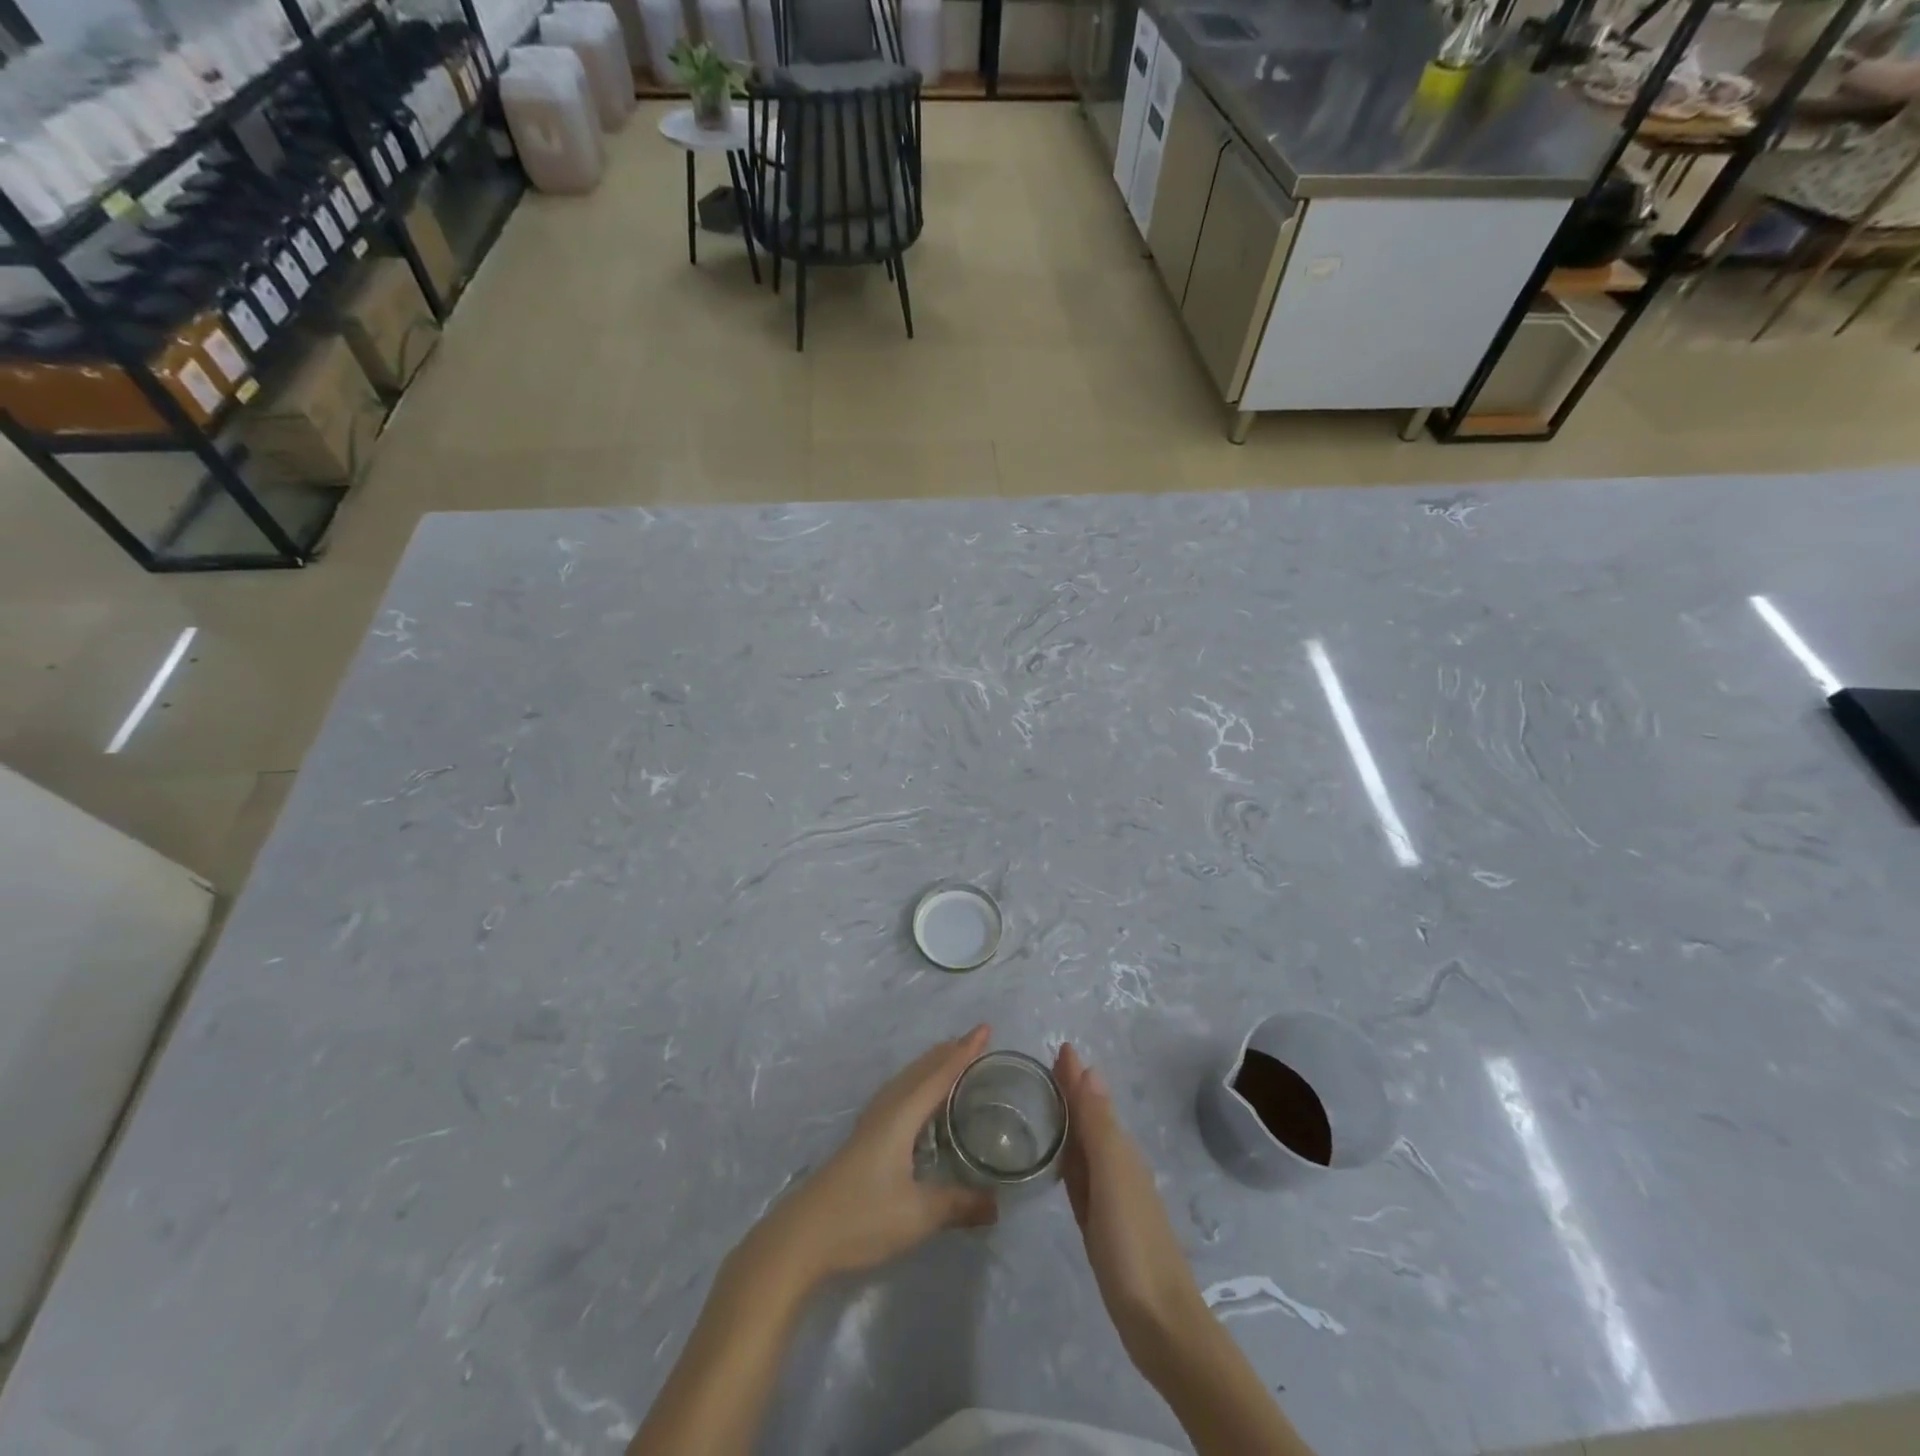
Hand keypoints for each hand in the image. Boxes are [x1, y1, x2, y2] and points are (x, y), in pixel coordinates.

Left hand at [749, 1026, 997, 1287]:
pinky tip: (917, 1099)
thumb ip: (959, 1205)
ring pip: (906, 1080)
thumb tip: (997, 1205)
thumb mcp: (919, 1214)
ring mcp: (871, 1122)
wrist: (804, 1235)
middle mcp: (887, 1109)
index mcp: (902, 1116)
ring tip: (951, 1058)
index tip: (985, 1028)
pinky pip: (898, 1093)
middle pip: (921, 1070)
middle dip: (948, 1052)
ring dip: (930, 1065)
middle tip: (975, 1039)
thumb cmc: (863, 1216)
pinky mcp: (863, 1138)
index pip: (940, 1074)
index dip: (964, 1052)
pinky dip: (916, 1083)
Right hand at [1053, 1043, 1206, 1361]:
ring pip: (1085, 1147)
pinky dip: (1069, 1161)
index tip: (1058, 1047)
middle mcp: (1117, 1166)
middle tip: (1044, 1069)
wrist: (1159, 1322)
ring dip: (1069, 1123)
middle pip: (1089, 1120)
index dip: (1075, 1076)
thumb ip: (1098, 1126)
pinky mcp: (1102, 1225)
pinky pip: (1081, 1179)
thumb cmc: (1132, 1244)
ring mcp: (1111, 1197)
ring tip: (1044, 1105)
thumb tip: (1090, 1069)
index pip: (1091, 1100)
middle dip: (1071, 1092)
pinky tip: (1059, 1162)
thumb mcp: (1112, 1177)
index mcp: (1119, 1151)